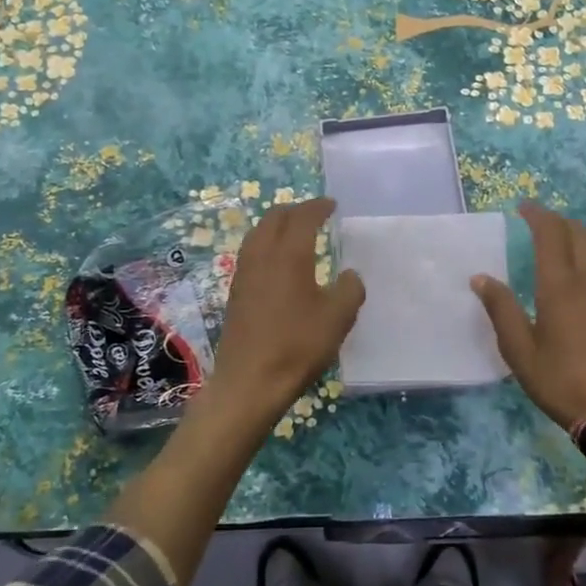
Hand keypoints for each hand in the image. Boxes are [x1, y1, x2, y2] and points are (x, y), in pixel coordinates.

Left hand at [208, 197, 364, 419]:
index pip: (302, 217)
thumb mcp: (338, 318)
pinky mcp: (236, 292)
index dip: (318, 207)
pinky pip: (251, 253)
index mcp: (288, 254)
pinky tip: (276, 262)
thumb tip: (349, 275)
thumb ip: (349, 290)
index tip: (331, 204)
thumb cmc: (297, 345)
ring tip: (294, 232)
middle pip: (274, 218)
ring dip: (276, 225)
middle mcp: (262, 255)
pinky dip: (266, 244)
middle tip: (313, 213)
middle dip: (295, 210)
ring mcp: (244, 273)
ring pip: (258, 234)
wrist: (250, 381)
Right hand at [472, 201, 585, 429]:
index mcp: (560, 286)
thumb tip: (481, 278)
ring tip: (558, 235)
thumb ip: (501, 309)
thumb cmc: (561, 380)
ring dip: (575, 233)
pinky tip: (576, 266)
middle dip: (557, 221)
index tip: (522, 207)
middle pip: (577, 235)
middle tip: (536, 219)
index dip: (537, 216)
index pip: (551, 235)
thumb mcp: (519, 350)